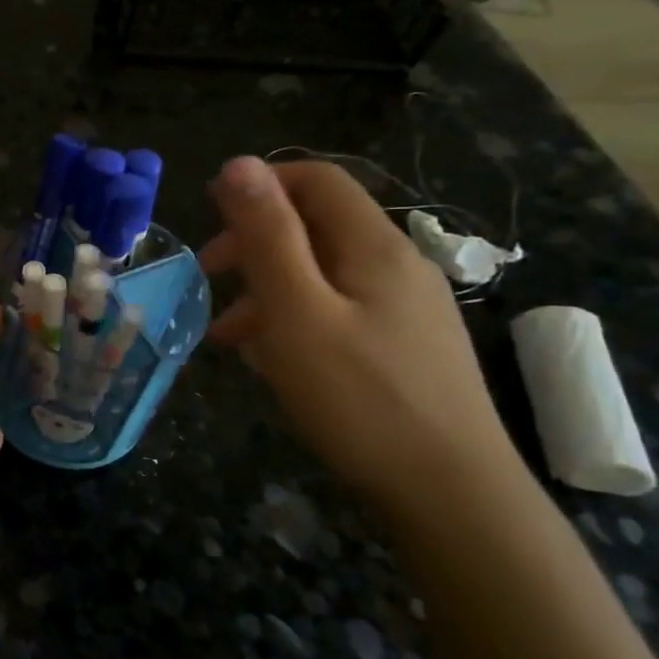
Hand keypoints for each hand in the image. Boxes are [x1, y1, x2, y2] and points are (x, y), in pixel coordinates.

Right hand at [198, 157, 521, 509]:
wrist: (451, 494)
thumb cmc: (359, 397)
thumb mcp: (296, 311)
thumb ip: (267, 236)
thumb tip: (238, 164)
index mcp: (374, 246)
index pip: (317, 180)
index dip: (261, 184)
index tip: (210, 216)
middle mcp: (397, 267)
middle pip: (317, 227)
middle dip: (255, 242)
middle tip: (208, 278)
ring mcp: (407, 311)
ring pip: (324, 275)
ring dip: (268, 289)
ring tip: (227, 335)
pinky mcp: (406, 349)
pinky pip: (339, 312)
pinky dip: (296, 320)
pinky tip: (272, 360)